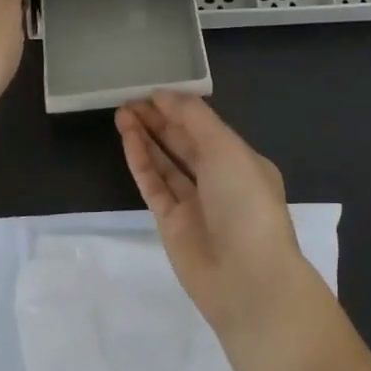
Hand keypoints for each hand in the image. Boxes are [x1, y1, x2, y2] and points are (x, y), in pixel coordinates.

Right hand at [115, 92, 318, 340]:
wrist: (248, 280)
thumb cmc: (246, 203)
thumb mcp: (226, 148)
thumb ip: (194, 118)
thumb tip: (164, 95)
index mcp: (242, 160)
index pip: (205, 126)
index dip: (179, 108)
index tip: (151, 91)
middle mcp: (219, 180)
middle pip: (183, 142)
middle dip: (158, 119)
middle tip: (129, 99)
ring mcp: (195, 203)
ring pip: (165, 162)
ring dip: (145, 137)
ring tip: (121, 113)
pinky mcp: (172, 224)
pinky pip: (154, 185)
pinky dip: (141, 162)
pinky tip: (127, 139)